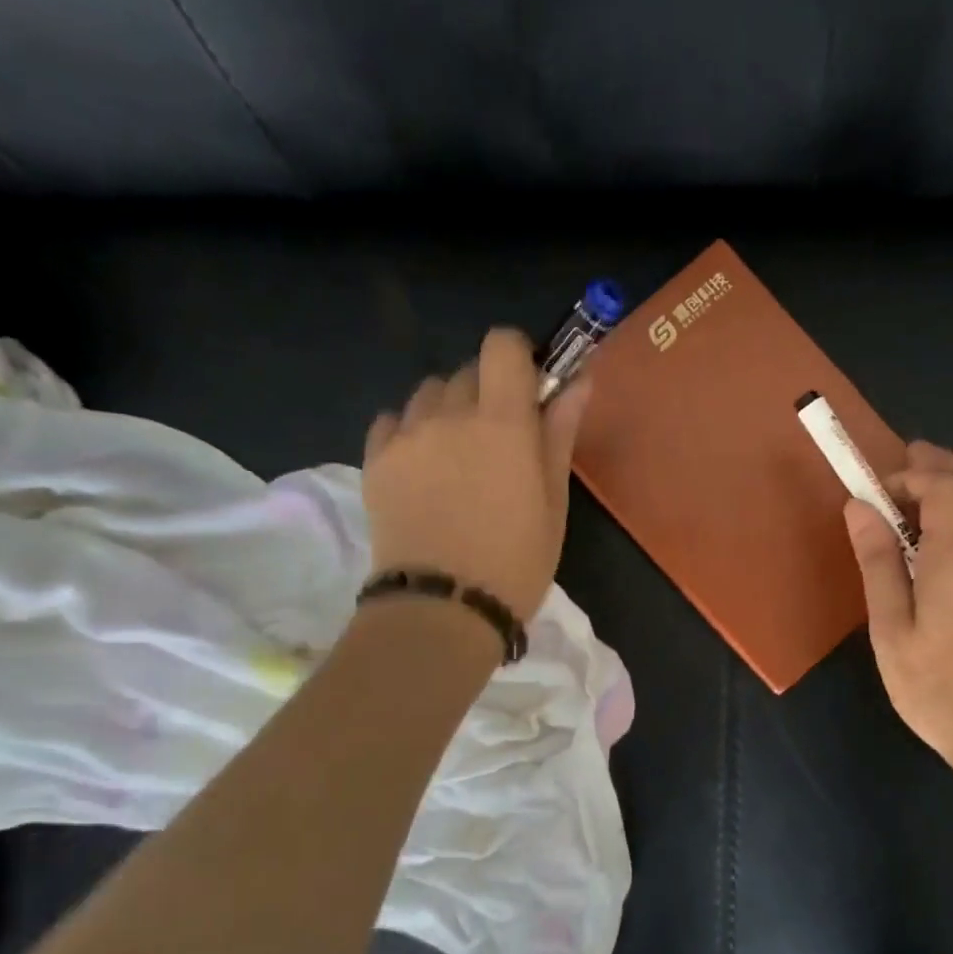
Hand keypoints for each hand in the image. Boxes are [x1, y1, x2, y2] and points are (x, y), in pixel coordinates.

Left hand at [362, 329, 592, 621]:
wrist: (443, 609)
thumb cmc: (516, 561)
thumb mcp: (553, 502)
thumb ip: (560, 433)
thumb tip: (578, 381)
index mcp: (502, 421)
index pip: (502, 344)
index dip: (518, 356)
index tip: (529, 390)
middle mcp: (448, 413)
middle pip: (467, 369)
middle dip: (487, 391)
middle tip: (498, 441)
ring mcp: (405, 435)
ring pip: (428, 394)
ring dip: (448, 410)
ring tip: (456, 458)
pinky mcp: (374, 460)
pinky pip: (393, 421)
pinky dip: (411, 431)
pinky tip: (423, 469)